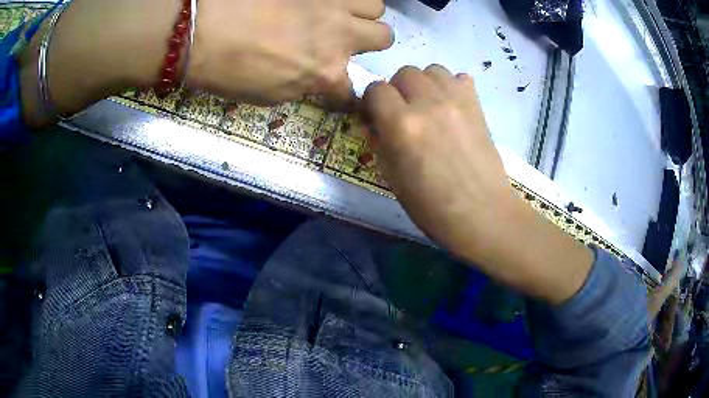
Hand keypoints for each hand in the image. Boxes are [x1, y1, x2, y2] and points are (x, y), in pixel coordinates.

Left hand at [187, 0, 392, 105]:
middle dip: (369, 42)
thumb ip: (303, 85)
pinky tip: (321, 3)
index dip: (346, 96)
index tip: (338, 94)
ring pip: (375, 5)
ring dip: (362, 13)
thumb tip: (313, 78)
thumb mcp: (269, 95)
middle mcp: (341, 36)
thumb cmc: (228, 70)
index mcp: (326, 72)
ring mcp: (331, 4)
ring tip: (338, 15)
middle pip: (384, 36)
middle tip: (345, 41)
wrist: (203, 29)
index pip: (352, 91)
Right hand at [362, 65, 592, 303]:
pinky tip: (451, 106)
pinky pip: (459, 78)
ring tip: (427, 106)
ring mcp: (457, 101)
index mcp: (402, 125)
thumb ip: (380, 142)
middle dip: (397, 89)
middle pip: (403, 72)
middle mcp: (428, 103)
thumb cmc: (433, 207)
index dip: (372, 102)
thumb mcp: (392, 178)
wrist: (483, 214)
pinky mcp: (477, 105)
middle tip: (403, 112)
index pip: (375, 89)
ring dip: (423, 84)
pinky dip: (450, 86)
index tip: (376, 116)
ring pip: (431, 69)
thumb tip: (375, 122)